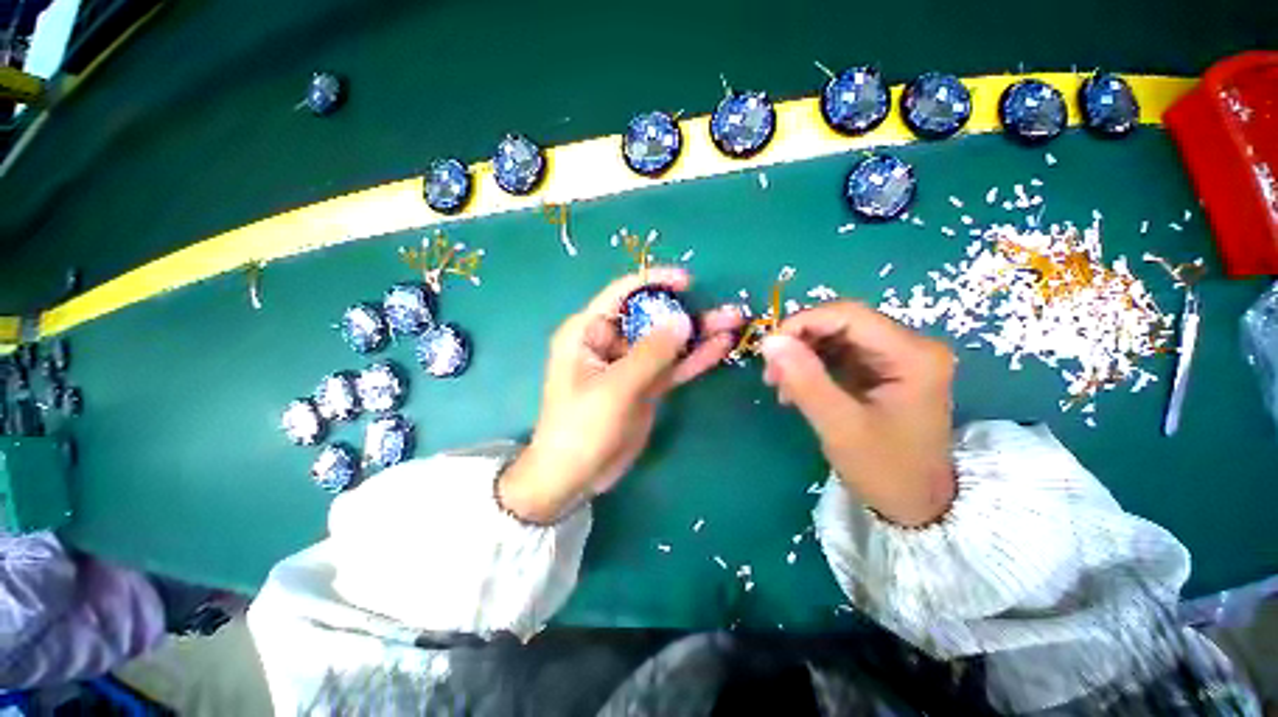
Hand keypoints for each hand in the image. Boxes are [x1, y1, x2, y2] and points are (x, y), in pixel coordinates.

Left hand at [499, 268, 744, 522]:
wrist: (575, 477)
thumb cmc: (581, 428)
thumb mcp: (615, 388)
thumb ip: (651, 353)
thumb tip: (683, 319)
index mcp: (588, 332)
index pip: (622, 294)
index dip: (654, 283)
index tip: (688, 282)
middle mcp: (609, 342)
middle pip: (652, 318)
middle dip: (687, 313)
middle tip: (726, 311)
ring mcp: (630, 364)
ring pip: (666, 343)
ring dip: (698, 335)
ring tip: (733, 324)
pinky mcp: (644, 385)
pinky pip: (671, 366)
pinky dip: (694, 359)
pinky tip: (720, 348)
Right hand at [760, 301, 956, 526]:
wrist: (917, 504)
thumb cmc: (886, 470)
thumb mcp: (841, 427)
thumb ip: (805, 381)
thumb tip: (769, 341)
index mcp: (912, 354)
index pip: (848, 315)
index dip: (802, 323)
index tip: (768, 349)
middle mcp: (909, 346)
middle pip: (841, 324)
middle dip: (799, 343)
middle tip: (771, 374)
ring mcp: (895, 357)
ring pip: (834, 338)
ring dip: (801, 356)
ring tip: (780, 385)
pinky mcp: (881, 370)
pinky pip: (837, 354)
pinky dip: (810, 367)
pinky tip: (795, 389)